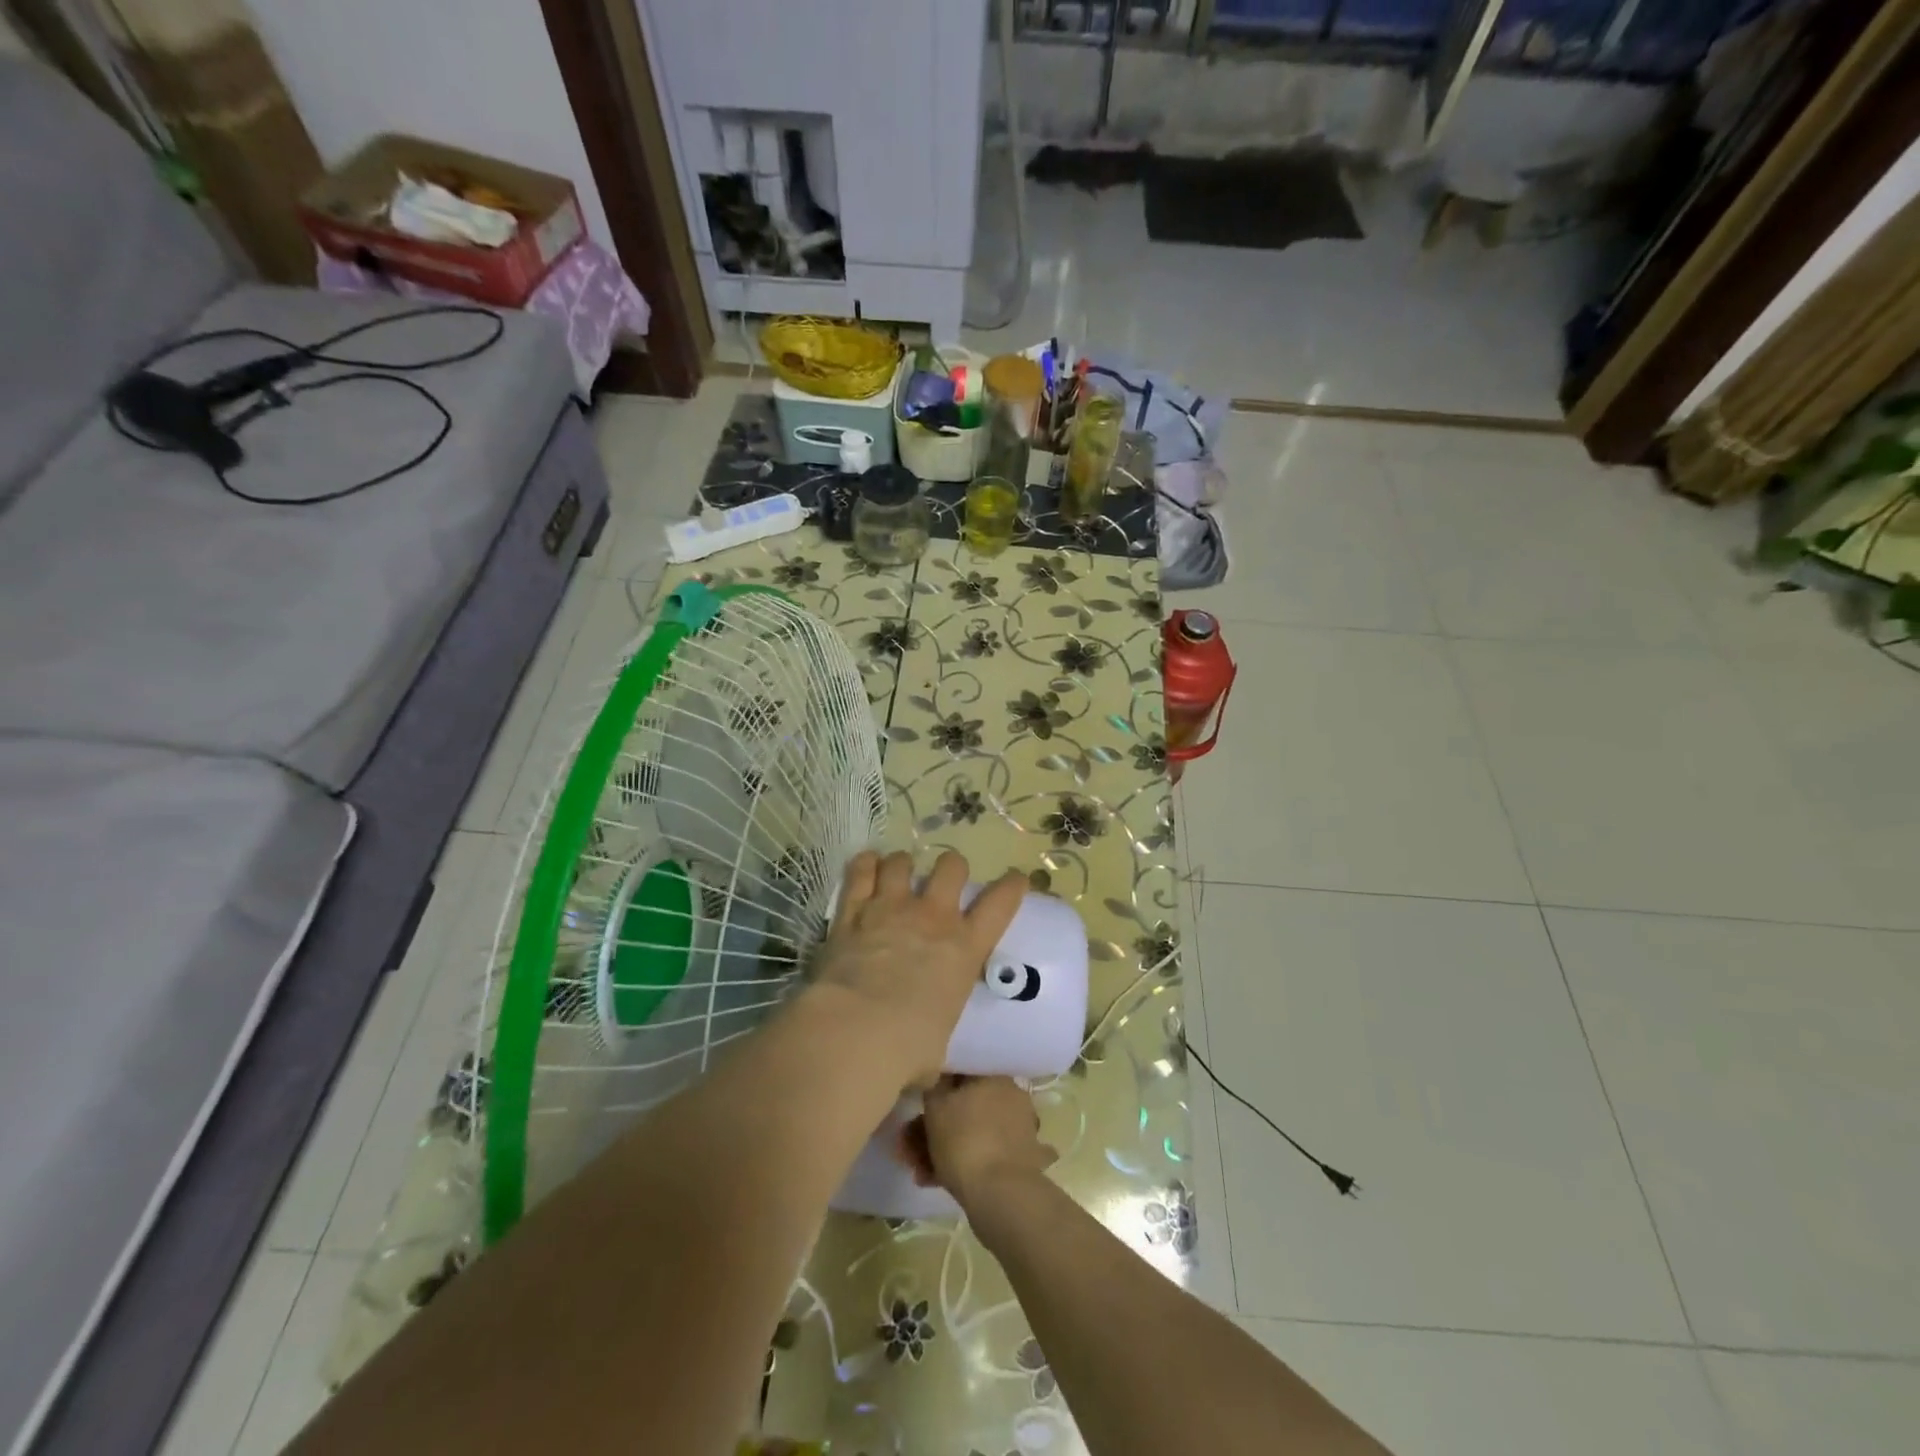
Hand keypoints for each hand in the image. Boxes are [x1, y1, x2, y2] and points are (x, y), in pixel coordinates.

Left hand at [809, 850, 1026, 1090]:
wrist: (856, 1030)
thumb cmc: (909, 1048)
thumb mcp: (939, 1043)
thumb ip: (935, 1033)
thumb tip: (926, 1060)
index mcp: (964, 947)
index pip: (1000, 903)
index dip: (1012, 887)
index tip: (1016, 880)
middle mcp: (932, 917)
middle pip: (951, 866)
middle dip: (951, 868)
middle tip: (943, 881)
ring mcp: (891, 908)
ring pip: (902, 862)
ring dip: (902, 865)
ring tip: (898, 873)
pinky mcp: (853, 911)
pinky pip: (860, 872)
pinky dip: (865, 865)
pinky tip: (866, 864)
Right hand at [896, 1076, 1056, 1210]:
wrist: (1000, 1194)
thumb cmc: (964, 1140)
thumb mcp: (935, 1106)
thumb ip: (933, 1086)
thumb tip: (937, 1078)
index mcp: (995, 1076)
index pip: (961, 1073)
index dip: (935, 1090)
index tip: (917, 1108)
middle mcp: (1011, 1096)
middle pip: (964, 1106)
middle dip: (934, 1127)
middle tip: (908, 1148)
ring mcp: (1018, 1129)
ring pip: (972, 1132)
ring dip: (942, 1149)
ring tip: (918, 1172)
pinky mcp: (1019, 1160)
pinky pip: (984, 1154)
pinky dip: (962, 1164)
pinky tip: (936, 1180)